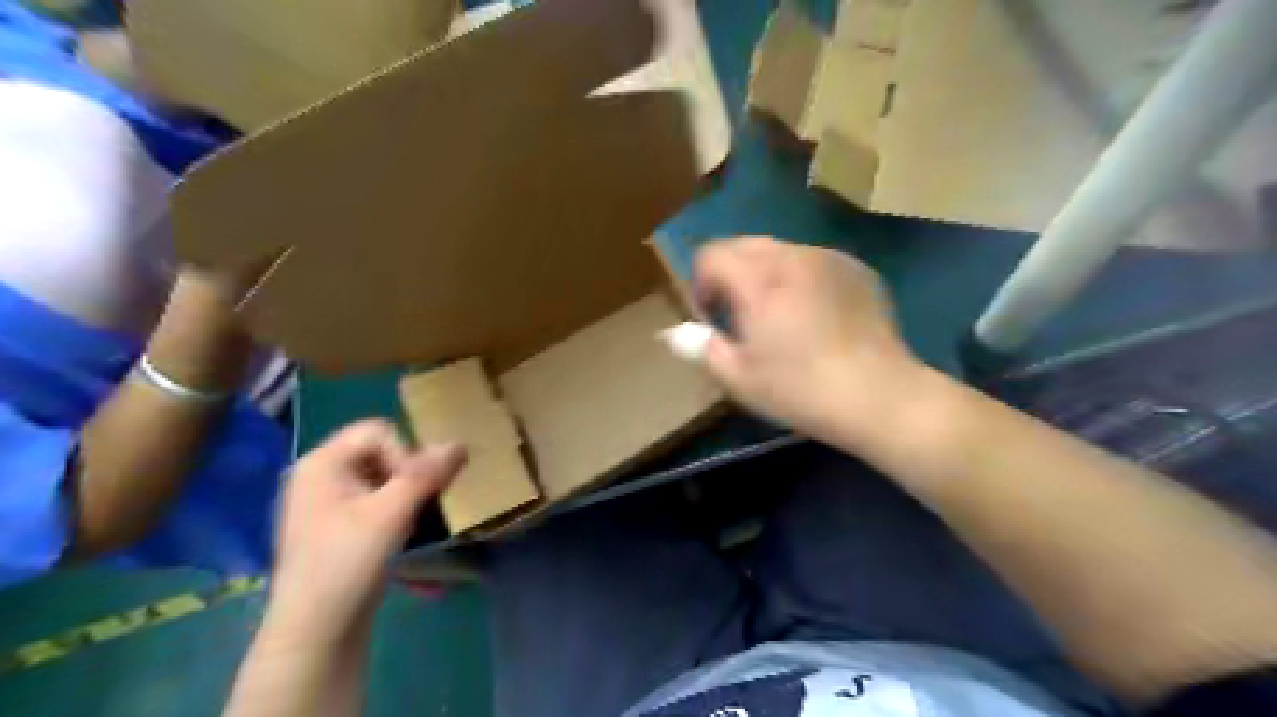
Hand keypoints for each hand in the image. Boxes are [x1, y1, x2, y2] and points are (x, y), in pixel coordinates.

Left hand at [266, 419, 468, 643]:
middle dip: (409, 475)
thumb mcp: (391, 514)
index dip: (406, 454)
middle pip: (380, 453)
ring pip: (381, 479)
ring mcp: (324, 504)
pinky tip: (403, 537)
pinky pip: (374, 503)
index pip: (380, 432)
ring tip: (414, 523)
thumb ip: (426, 474)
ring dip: (406, 495)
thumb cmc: (346, 564)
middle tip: (420, 505)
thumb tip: (460, 443)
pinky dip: (394, 512)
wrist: (312, 634)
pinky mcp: (334, 529)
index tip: (415, 491)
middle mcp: (319, 476)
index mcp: (322, 463)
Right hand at [695, 239, 923, 442]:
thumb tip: (673, 333)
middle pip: (743, 245)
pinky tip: (815, 315)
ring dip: (765, 274)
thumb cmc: (800, 390)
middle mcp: (792, 256)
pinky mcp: (858, 269)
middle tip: (740, 315)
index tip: (711, 317)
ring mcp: (830, 259)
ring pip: (780, 250)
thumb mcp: (739, 378)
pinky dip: (800, 277)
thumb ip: (700, 347)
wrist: (879, 397)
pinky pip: (814, 261)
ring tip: (778, 315)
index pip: (711, 254)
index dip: (701, 283)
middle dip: (730, 274)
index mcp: (758, 279)